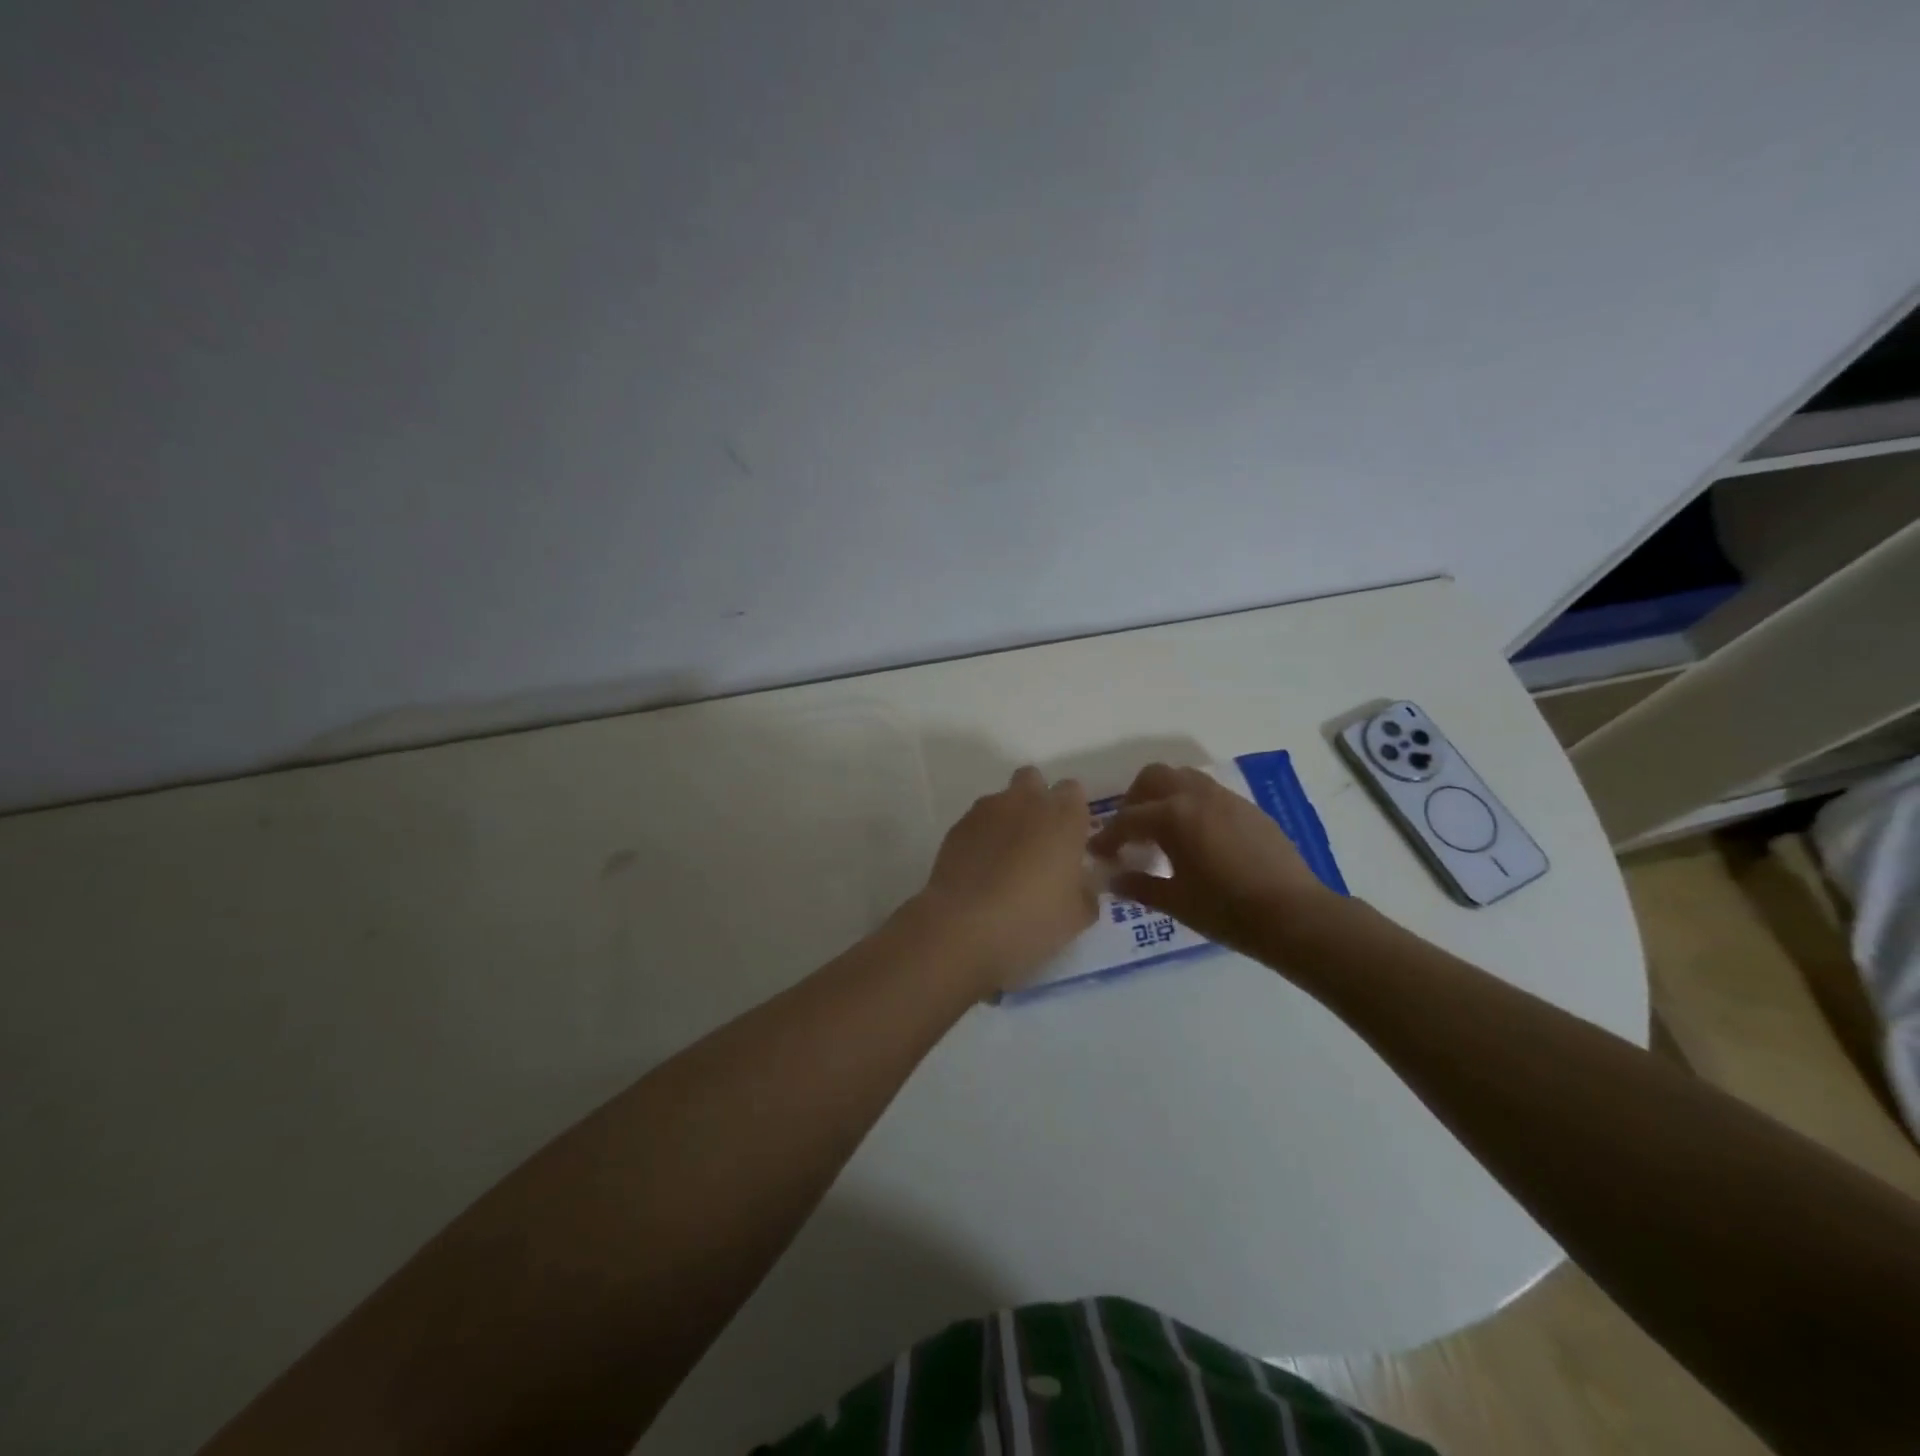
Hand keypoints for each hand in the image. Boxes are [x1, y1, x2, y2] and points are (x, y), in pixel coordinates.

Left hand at [912, 767, 1098, 994]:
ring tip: (1004, 859)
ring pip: (1002, 799)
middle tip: (1038, 840)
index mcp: (1063, 816)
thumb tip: (1082, 881)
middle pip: (1033, 779)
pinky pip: (976, 821)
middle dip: (1036, 799)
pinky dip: (981, 837)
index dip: (1072, 811)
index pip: (1073, 790)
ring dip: (1007, 818)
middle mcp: (1025, 802)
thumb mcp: (1078, 916)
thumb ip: (1086, 890)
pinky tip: (980, 870)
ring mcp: (986, 811)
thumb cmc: (1032, 918)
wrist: (963, 926)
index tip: (1071, 839)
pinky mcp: (957, 827)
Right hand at [1086, 763, 1341, 958]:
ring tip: (1162, 830)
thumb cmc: (1227, 911)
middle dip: (1134, 801)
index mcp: (1173, 816)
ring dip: (1164, 796)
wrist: (1295, 915)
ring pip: (1184, 778)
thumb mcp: (1176, 902)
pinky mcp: (1249, 809)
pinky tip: (1197, 838)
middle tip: (1129, 832)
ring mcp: (1227, 799)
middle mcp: (1197, 796)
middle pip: (1153, 778)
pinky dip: (1191, 805)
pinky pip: (1209, 793)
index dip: (1107, 837)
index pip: (1127, 819)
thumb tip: (1113, 879)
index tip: (1096, 854)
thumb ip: (1139, 886)